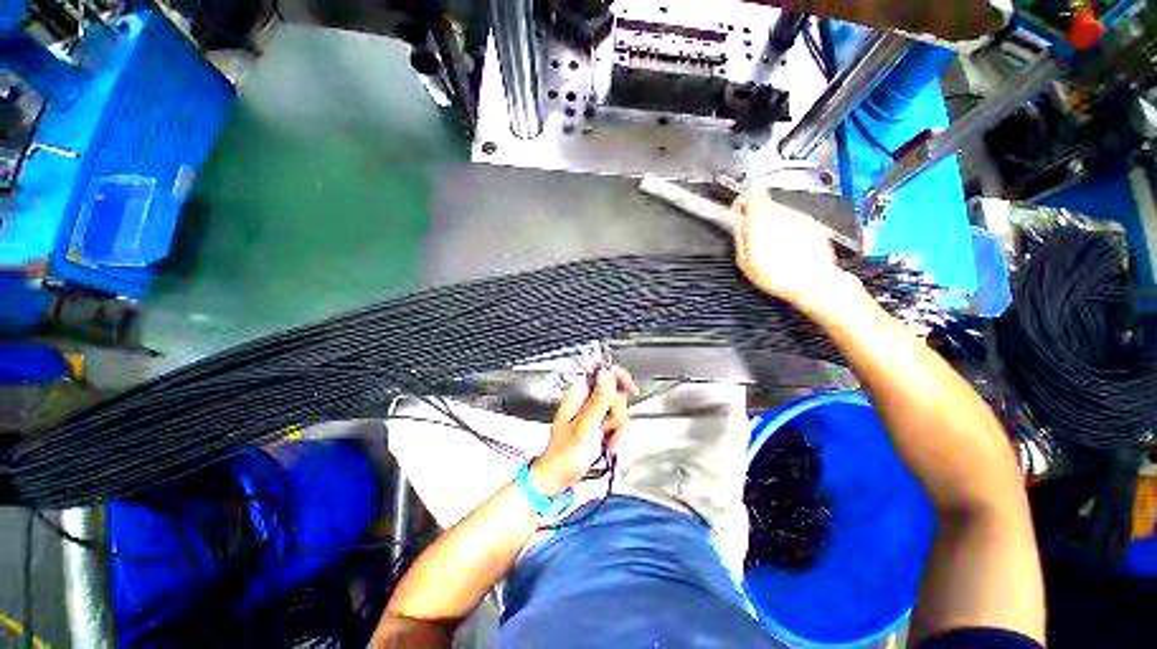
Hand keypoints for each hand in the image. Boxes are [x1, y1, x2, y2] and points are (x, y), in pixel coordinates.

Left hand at [531, 367, 637, 495]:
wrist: (560, 477)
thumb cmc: (564, 455)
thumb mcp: (584, 427)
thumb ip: (598, 400)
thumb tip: (606, 375)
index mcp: (578, 394)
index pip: (601, 373)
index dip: (617, 377)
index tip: (629, 386)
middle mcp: (586, 400)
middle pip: (614, 393)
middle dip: (616, 412)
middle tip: (607, 426)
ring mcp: (593, 412)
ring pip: (618, 409)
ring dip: (617, 426)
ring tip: (606, 437)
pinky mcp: (598, 424)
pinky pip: (617, 422)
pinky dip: (617, 434)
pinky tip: (609, 443)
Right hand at [732, 189, 860, 312]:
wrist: (813, 283)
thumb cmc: (778, 275)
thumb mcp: (745, 261)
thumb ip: (739, 238)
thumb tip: (736, 226)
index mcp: (762, 218)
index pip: (751, 193)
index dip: (741, 203)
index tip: (738, 216)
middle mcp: (783, 213)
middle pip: (766, 207)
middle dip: (757, 221)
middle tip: (752, 241)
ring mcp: (801, 218)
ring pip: (781, 216)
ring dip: (773, 229)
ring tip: (771, 252)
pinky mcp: (814, 227)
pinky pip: (795, 226)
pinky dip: (789, 235)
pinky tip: (787, 254)